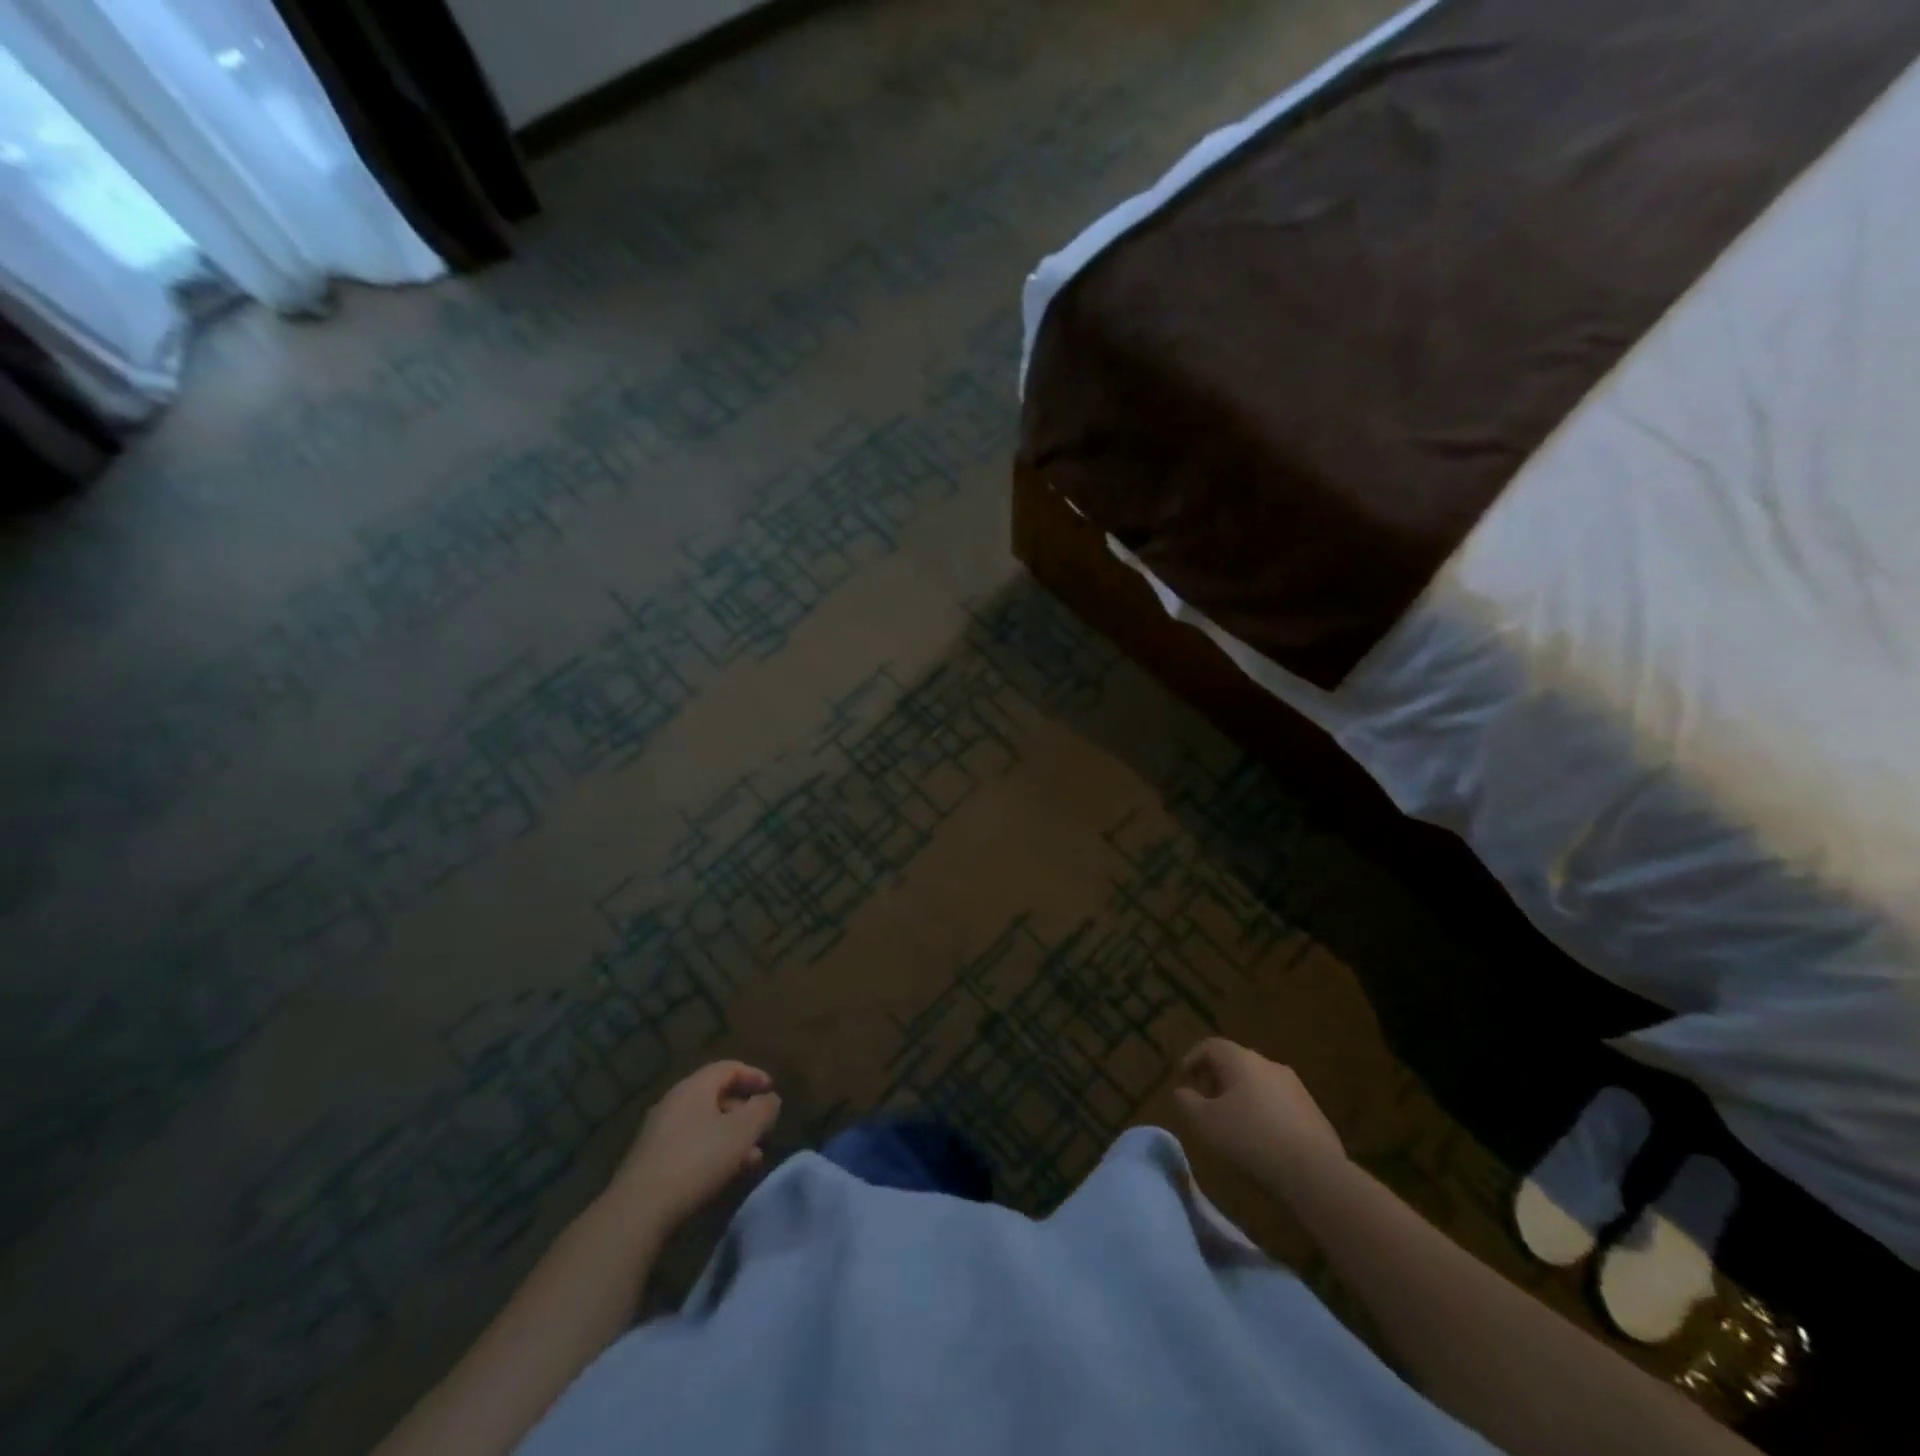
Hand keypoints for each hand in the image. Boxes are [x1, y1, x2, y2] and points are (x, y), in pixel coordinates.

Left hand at [607, 1061, 781, 1230]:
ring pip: (704, 1124)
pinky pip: (690, 1144)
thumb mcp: (741, 1132)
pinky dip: (712, 1151)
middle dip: (744, 1112)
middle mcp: (674, 1101)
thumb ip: (762, 1111)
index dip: (753, 1075)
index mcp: (694, 1087)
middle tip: (762, 1131)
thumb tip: (771, 1099)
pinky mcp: (651, 1159)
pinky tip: (723, 1175)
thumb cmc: (697, 1160)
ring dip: (730, 1137)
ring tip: (751, 1160)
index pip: (728, 1068)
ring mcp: (659, 1131)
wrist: (638, 1209)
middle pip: (716, 1096)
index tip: (771, 1091)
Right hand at [1175, 1038, 1344, 1193]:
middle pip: (1236, 1062)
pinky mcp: (1313, 1110)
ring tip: (1233, 1121)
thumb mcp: (1206, 1123)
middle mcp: (1269, 1064)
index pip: (1211, 1046)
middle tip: (1206, 1100)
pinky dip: (1264, 1110)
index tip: (1184, 1077)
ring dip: (1242, 1095)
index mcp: (1241, 1060)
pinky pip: (1279, 1102)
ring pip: (1259, 1082)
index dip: (1193, 1058)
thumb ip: (1187, 1103)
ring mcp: (1295, 1086)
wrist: (1314, 1171)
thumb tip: (1182, 1092)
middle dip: (1217, 1078)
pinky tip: (1262, 1137)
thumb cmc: (1250, 1138)